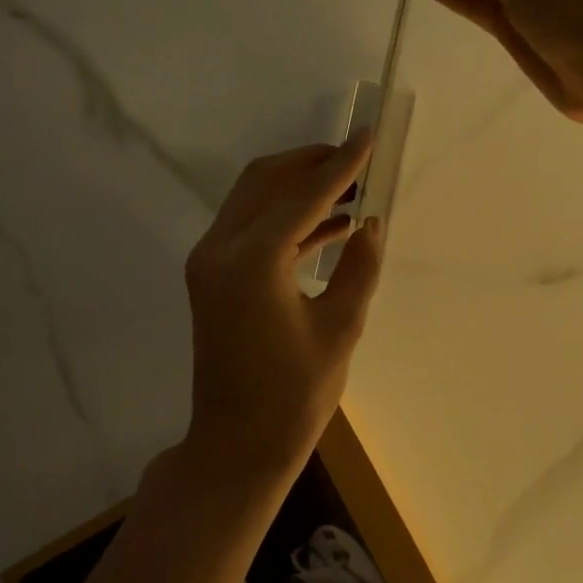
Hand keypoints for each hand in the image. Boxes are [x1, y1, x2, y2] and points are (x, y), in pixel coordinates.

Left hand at [181, 132, 384, 479]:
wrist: (236, 445)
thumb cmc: (293, 397)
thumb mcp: (339, 330)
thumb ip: (358, 268)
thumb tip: (372, 222)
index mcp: (251, 261)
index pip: (302, 195)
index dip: (341, 165)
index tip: (369, 136)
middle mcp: (220, 249)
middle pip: (265, 181)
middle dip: (311, 163)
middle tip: (357, 158)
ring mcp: (210, 262)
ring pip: (253, 199)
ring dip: (297, 187)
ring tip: (350, 186)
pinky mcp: (212, 277)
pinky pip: (250, 228)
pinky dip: (286, 218)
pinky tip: (330, 224)